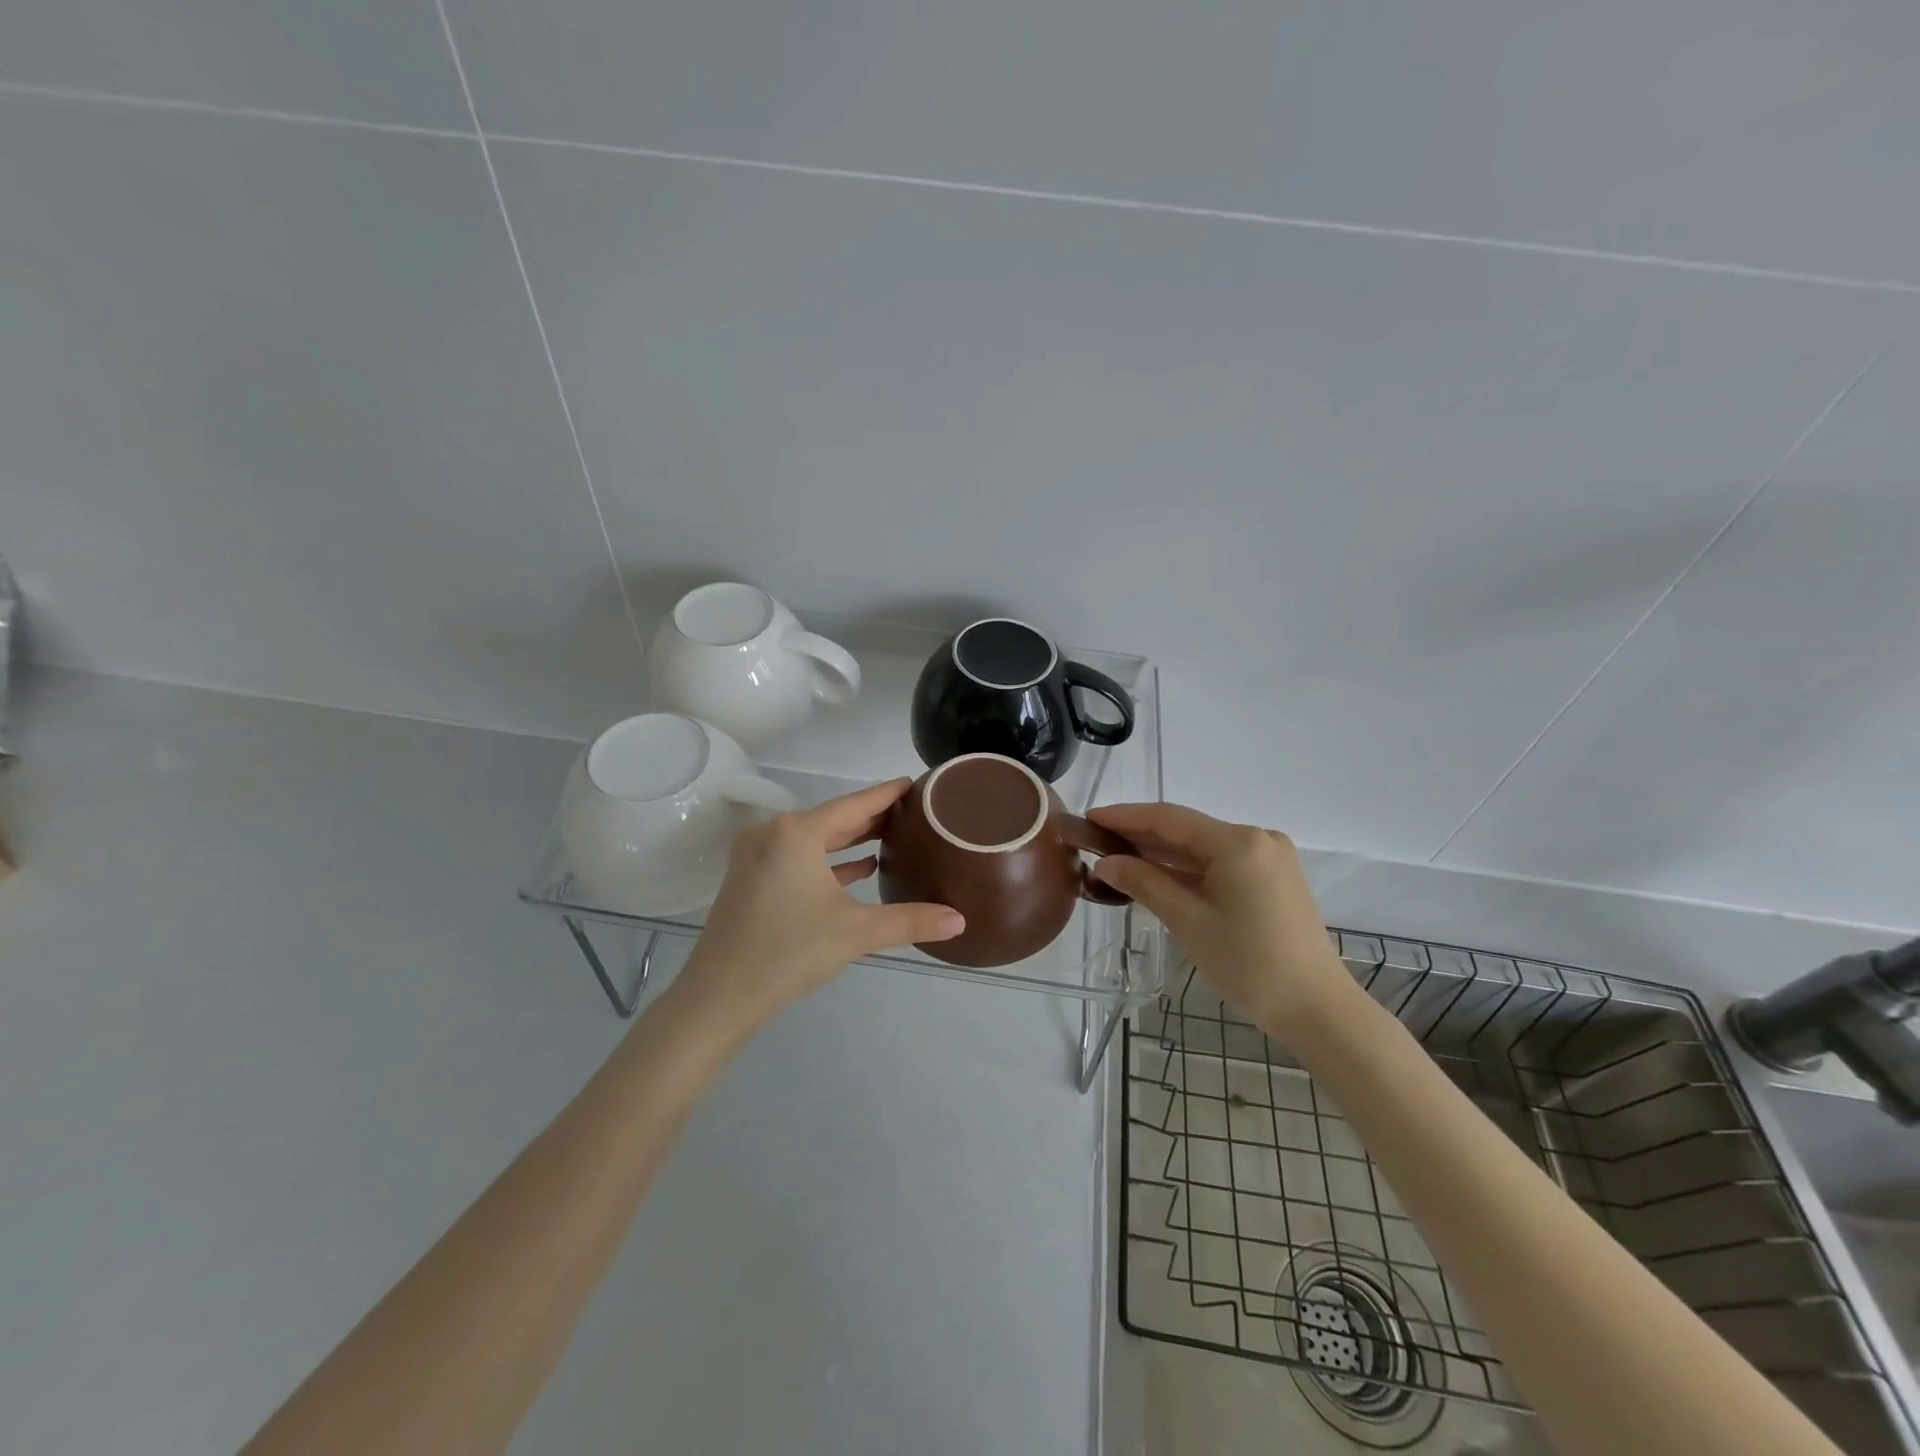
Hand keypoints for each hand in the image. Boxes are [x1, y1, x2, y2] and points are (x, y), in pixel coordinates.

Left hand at [672, 779, 964, 1036]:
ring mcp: (757, 856)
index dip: (886, 794)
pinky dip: (828, 861)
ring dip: (850, 839)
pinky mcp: (750, 879)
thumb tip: (960, 921)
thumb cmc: (789, 952)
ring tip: (890, 836)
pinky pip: (798, 858)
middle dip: (871, 817)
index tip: (913, 783)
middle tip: (911, 812)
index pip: (853, 805)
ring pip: (814, 839)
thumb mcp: (855, 932)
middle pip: (832, 819)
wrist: (718, 997)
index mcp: (795, 833)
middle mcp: (772, 834)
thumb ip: (910, 921)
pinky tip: (859, 868)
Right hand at [1089, 803, 1354, 1035]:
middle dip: (1142, 835)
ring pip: (1203, 848)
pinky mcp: (1273, 878)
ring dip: (1163, 853)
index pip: (1170, 818)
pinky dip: (1188, 869)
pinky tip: (1157, 874)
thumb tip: (1105, 863)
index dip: (1126, 817)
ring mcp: (1269, 858)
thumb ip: (1145, 884)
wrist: (1318, 1009)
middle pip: (1187, 830)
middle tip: (1097, 840)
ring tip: (1118, 856)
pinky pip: (1220, 863)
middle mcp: (1257, 839)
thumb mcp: (1189, 922)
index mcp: (1238, 842)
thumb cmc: (1250, 965)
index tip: (1090, 817)